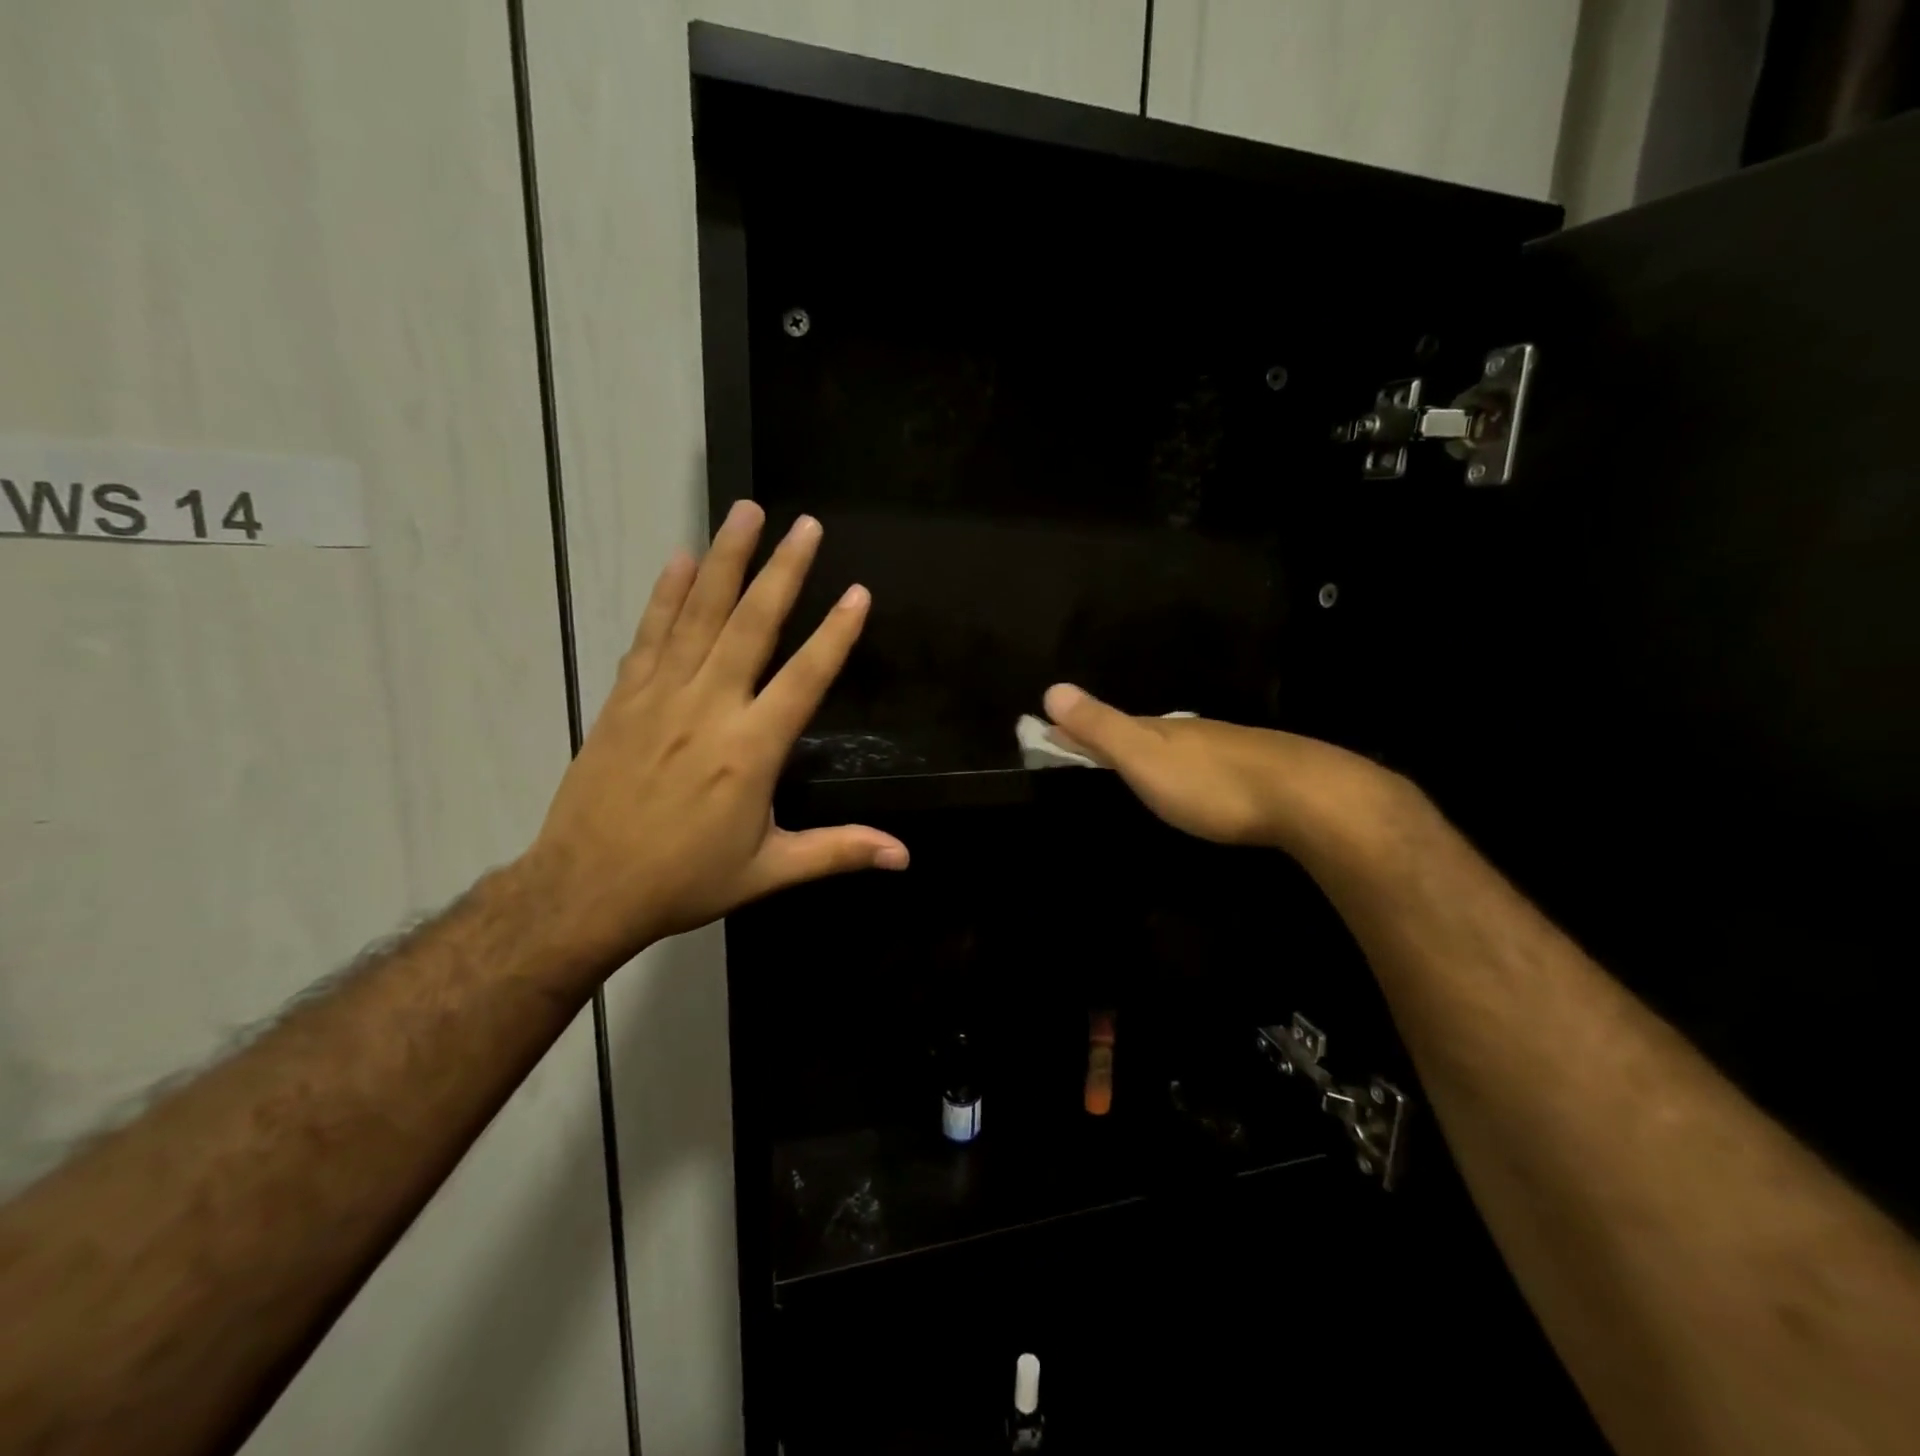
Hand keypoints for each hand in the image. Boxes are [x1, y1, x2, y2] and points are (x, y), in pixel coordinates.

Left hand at [524, 501, 907, 966]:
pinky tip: (681, 560)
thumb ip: (839, 852)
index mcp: (751, 750)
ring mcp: (662, 697)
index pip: (804, 678)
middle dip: (783, 571)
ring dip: (726, 561)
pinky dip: (666, 595)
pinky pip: (651, 635)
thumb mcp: (769, 870)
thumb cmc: (685, 880)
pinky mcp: (624, 698)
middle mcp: (710, 709)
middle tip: (805, 525)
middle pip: (752, 625)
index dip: (835, 635)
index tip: (857, 592)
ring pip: (699, 615)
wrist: (586, 889)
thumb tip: (904, 856)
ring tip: (746, 512)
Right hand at [1041, 683, 1412, 853]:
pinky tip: (1193, 779)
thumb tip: (1051, 688)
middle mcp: (1189, 732)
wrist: (1302, 796)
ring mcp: (1225, 748)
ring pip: (1177, 745)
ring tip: (1135, 765)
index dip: (1077, 727)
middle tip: (1088, 748)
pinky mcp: (1254, 771)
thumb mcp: (1144, 756)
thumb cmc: (1210, 781)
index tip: (1049, 731)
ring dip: (1151, 752)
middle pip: (1141, 730)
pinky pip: (1204, 763)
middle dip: (1113, 737)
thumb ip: (1101, 728)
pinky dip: (1184, 767)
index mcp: (1158, 729)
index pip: (1107, 723)